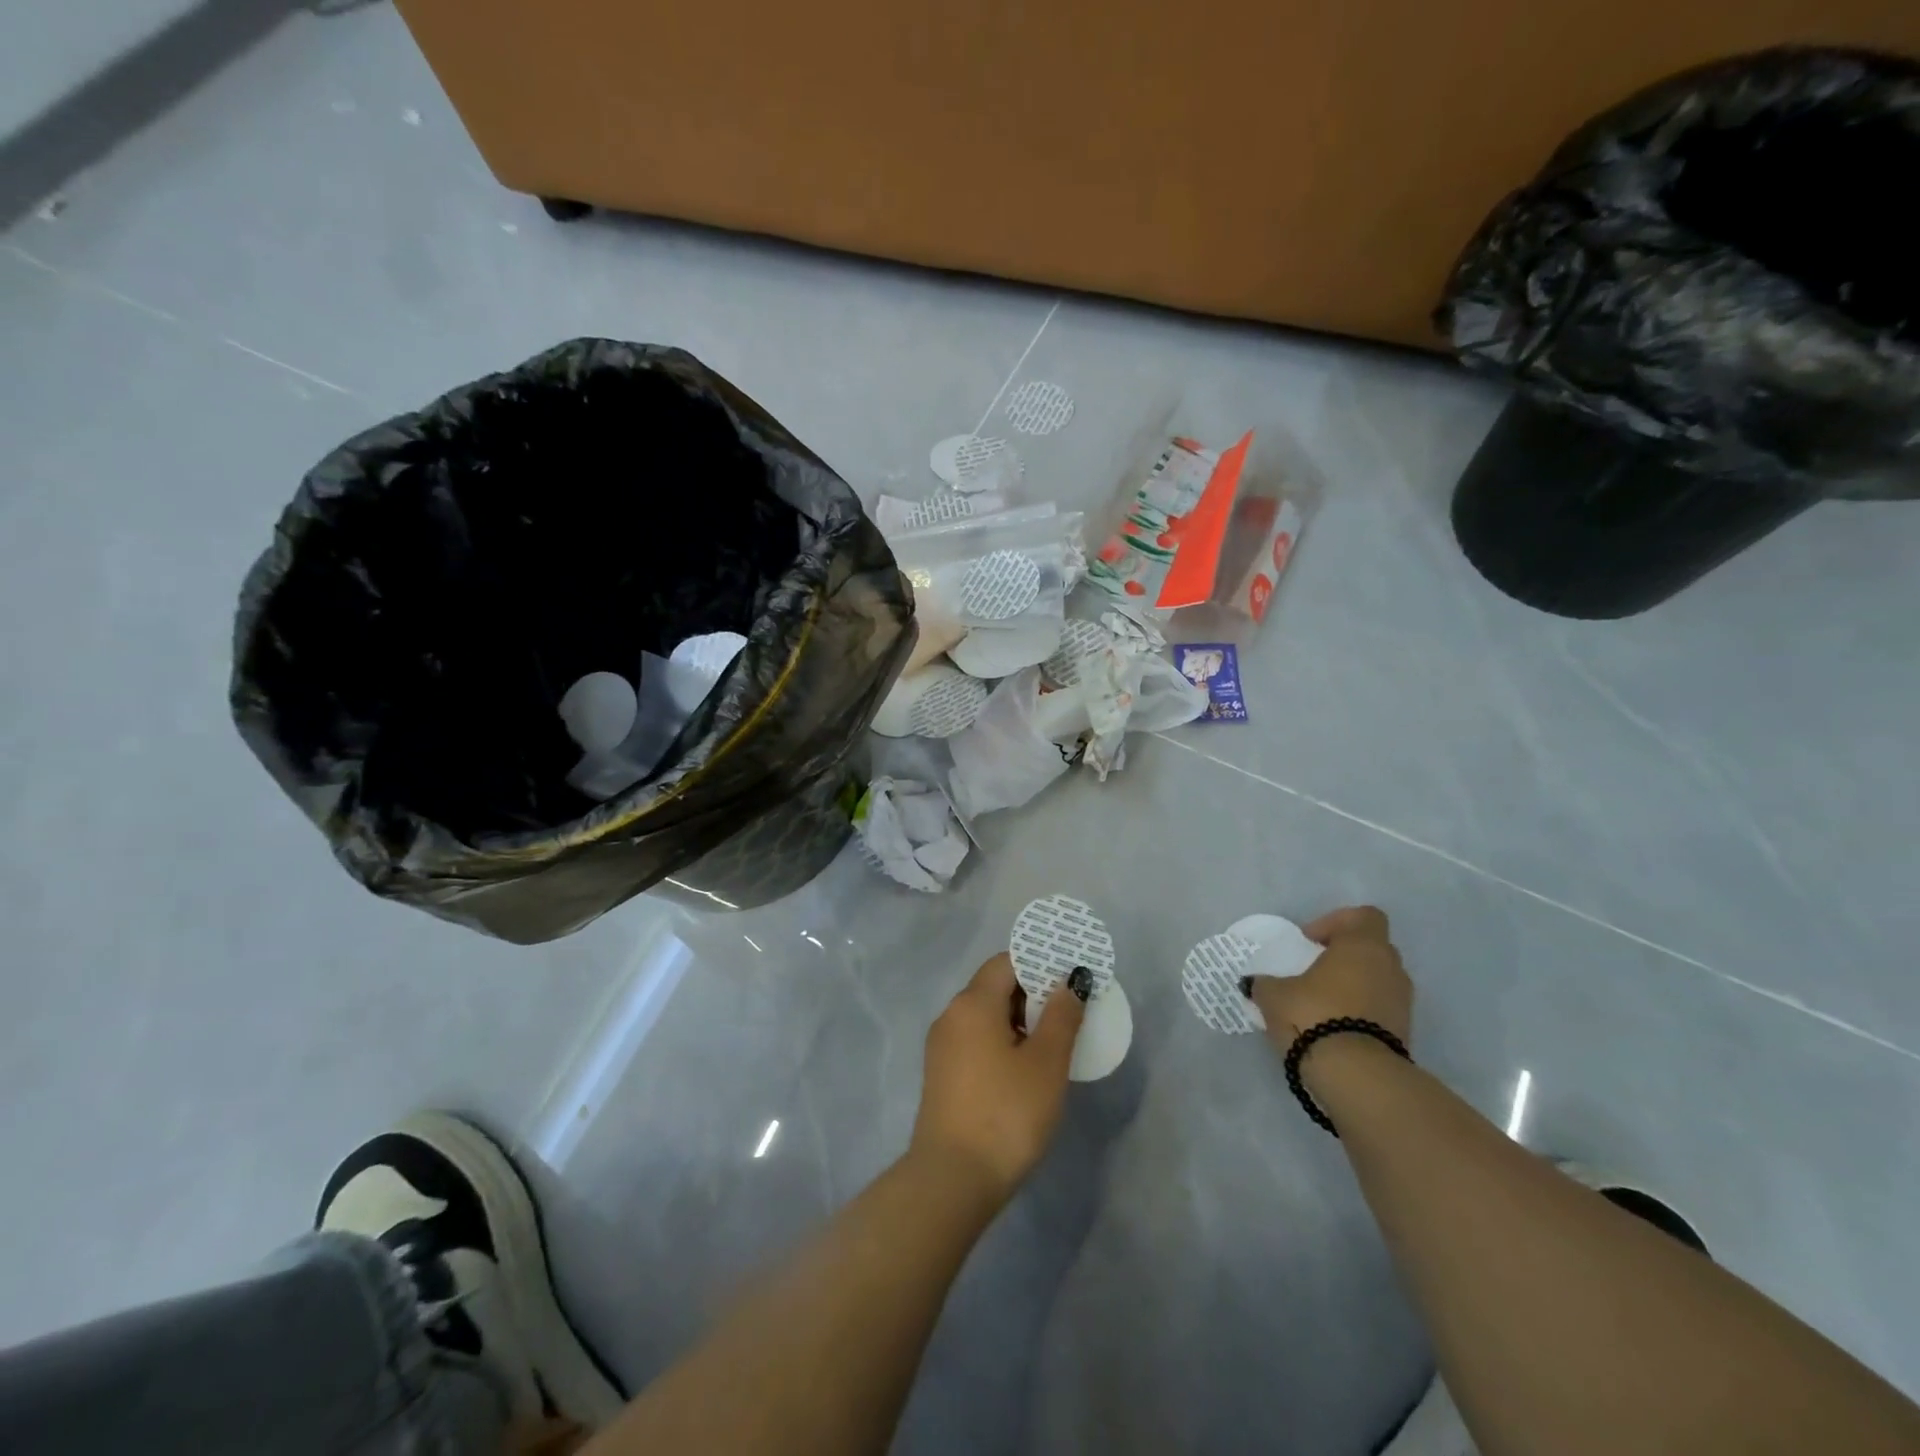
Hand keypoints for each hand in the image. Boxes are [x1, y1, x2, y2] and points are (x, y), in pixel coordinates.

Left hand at [911, 953, 1087, 1201]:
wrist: (952, 1180)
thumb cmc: (1006, 1113)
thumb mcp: (1046, 1063)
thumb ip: (1062, 1016)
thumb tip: (1070, 980)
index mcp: (973, 1003)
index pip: (1007, 962)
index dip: (1040, 964)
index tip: (1071, 979)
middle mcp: (951, 1015)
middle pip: (995, 986)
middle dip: (1034, 993)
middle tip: (1071, 1013)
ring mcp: (942, 1046)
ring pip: (986, 1015)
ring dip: (1020, 1020)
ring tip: (1055, 1043)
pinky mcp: (942, 1074)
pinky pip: (976, 1040)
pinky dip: (1003, 1041)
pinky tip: (1026, 1069)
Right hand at [1247, 906, 1411, 1053]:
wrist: (1358, 1076)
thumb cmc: (1314, 1015)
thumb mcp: (1274, 995)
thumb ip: (1266, 983)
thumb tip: (1256, 982)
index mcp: (1363, 946)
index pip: (1364, 916)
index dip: (1336, 923)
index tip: (1309, 942)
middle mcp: (1390, 968)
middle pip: (1371, 948)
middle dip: (1343, 956)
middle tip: (1313, 971)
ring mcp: (1402, 1002)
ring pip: (1378, 980)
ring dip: (1354, 986)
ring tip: (1321, 1004)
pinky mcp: (1405, 1034)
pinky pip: (1380, 1010)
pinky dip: (1361, 1013)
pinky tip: (1333, 1028)